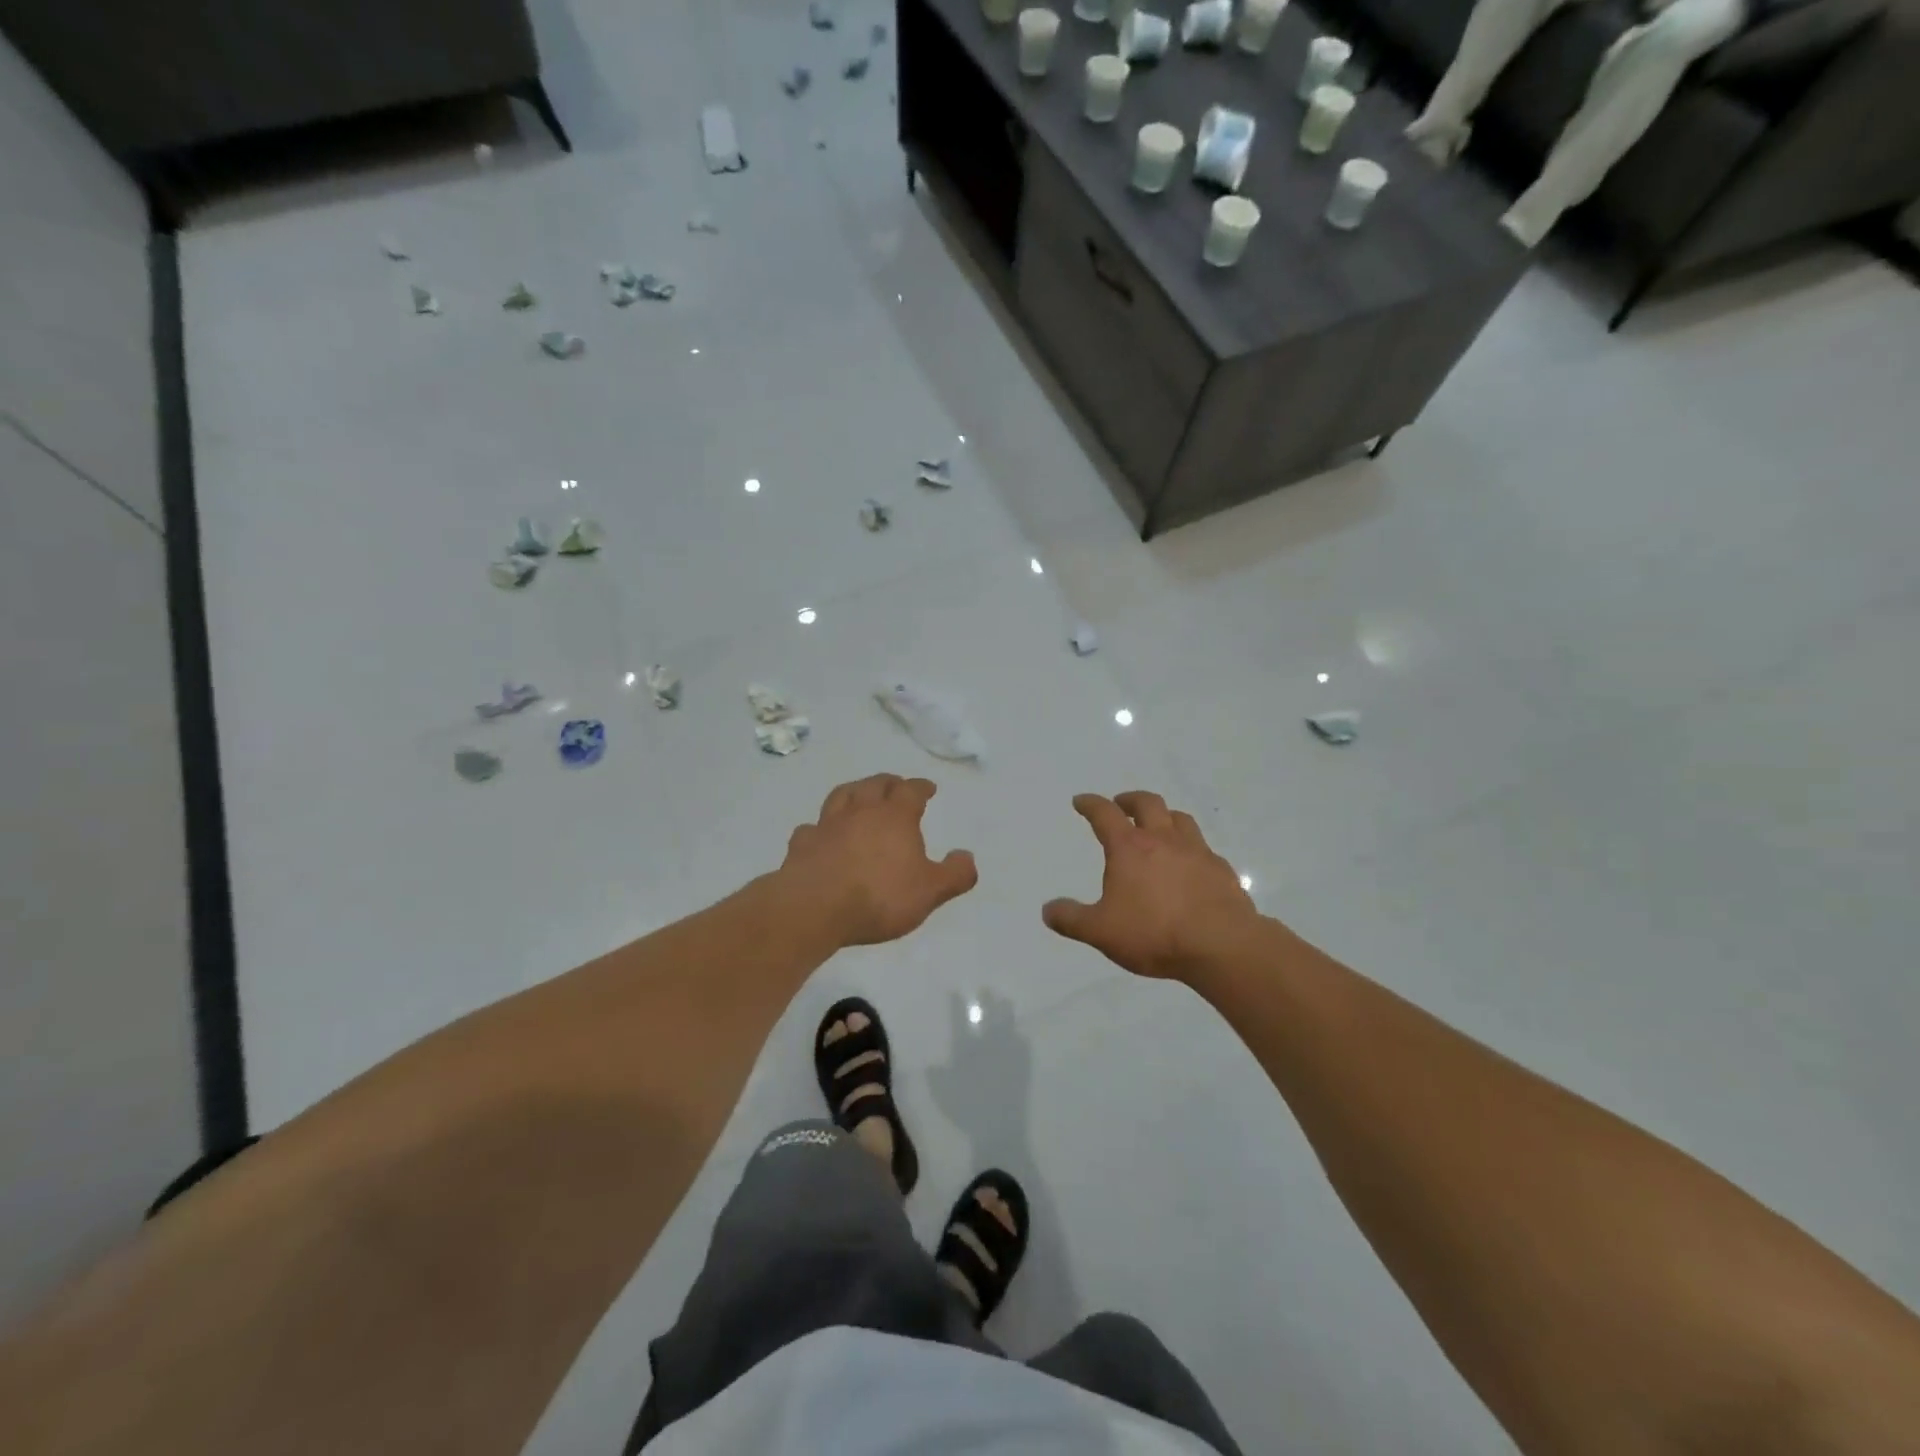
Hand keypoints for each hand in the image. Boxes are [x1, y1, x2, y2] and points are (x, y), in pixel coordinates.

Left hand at [778, 775, 977, 946]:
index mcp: (895, 816)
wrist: (814, 907)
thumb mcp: (930, 891)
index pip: (911, 791)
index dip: (921, 787)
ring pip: (841, 796)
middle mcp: (860, 811)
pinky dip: (819, 827)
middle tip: (895, 785)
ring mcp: (827, 825)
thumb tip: (967, 857)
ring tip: (858, 795)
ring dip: (853, 792)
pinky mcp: (802, 845)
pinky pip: (811, 828)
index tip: (928, 788)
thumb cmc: (879, 896)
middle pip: (874, 784)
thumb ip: (954, 874)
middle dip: (888, 782)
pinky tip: (821, 834)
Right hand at [1043, 792, 1259, 980]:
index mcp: (1129, 848)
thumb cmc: (1154, 933)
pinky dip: (1191, 847)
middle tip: (1121, 804)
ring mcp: (1196, 851)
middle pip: (1147, 803)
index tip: (1081, 801)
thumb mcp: (1101, 931)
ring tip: (1158, 825)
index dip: (1090, 804)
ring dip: (1164, 816)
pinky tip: (1190, 863)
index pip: (1105, 814)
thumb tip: (1048, 910)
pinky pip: (1203, 848)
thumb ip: (1072, 919)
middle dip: (1130, 800)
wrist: (1221, 944)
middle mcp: (1163, 840)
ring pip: (1179, 818)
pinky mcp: (1221, 869)